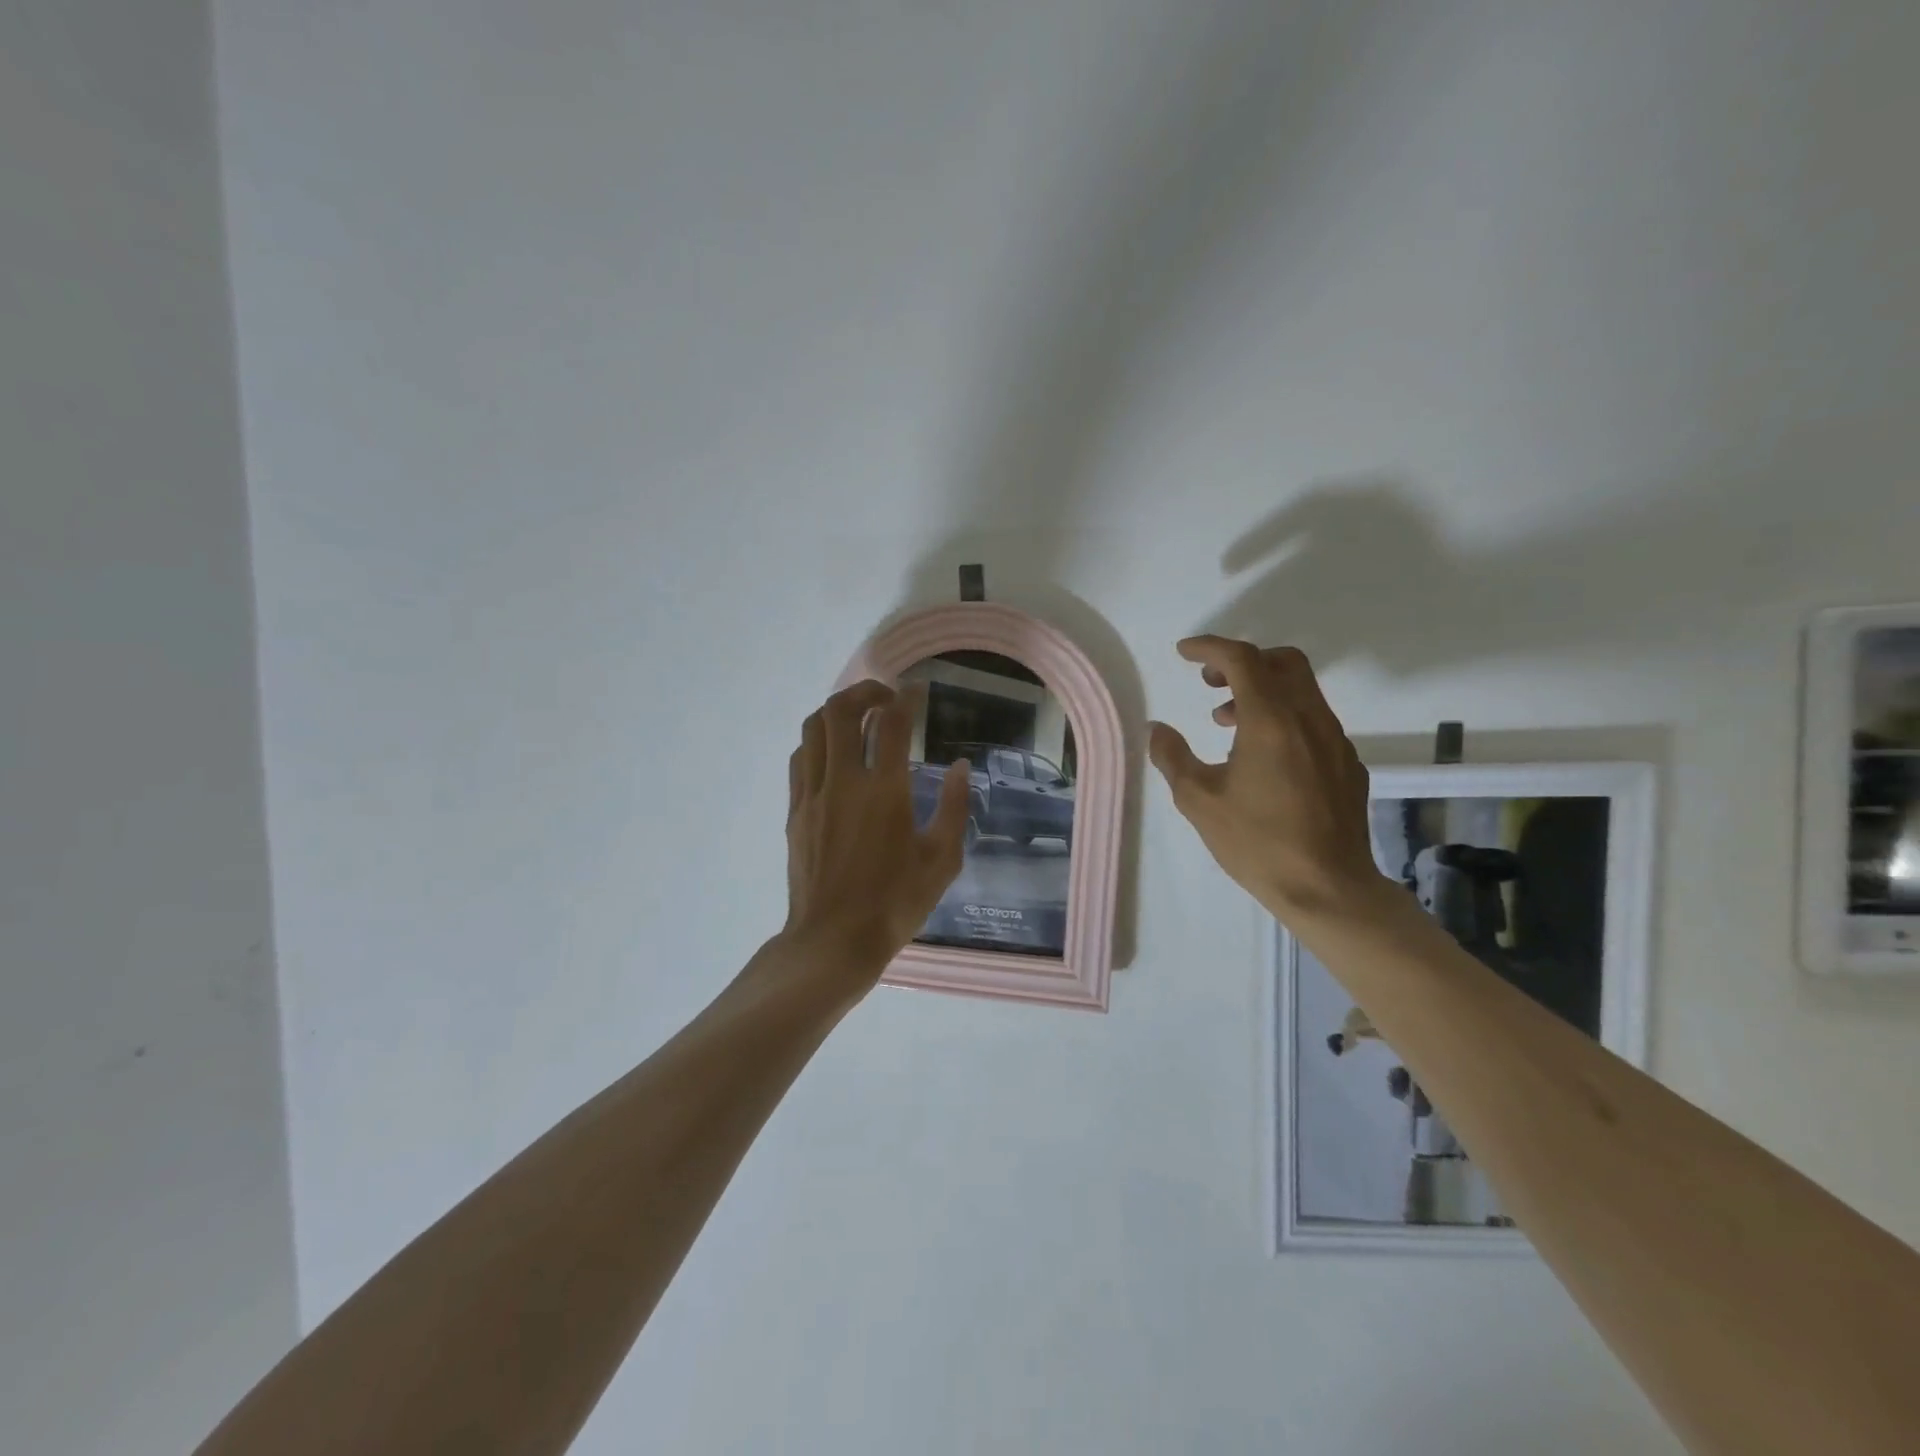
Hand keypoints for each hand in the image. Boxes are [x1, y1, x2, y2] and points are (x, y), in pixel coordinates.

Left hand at [780, 679, 972, 991]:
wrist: (833, 940)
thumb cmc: (895, 903)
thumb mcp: (941, 860)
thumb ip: (953, 807)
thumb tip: (959, 766)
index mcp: (885, 792)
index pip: (893, 724)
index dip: (906, 697)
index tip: (916, 689)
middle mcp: (844, 782)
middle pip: (840, 712)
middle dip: (863, 692)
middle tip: (884, 698)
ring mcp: (813, 795)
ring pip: (813, 729)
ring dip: (835, 712)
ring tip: (857, 718)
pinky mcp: (795, 811)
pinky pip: (800, 759)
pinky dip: (817, 742)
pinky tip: (834, 754)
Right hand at [1148, 636, 1385, 922]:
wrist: (1328, 888)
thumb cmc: (1257, 842)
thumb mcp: (1198, 800)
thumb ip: (1173, 756)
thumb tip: (1157, 729)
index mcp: (1271, 721)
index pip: (1242, 660)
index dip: (1210, 648)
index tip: (1184, 653)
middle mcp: (1309, 719)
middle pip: (1283, 661)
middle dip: (1242, 660)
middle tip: (1210, 682)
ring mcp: (1335, 741)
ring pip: (1301, 690)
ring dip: (1262, 691)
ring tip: (1226, 723)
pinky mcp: (1347, 764)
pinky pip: (1313, 720)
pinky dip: (1284, 717)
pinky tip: (1263, 757)